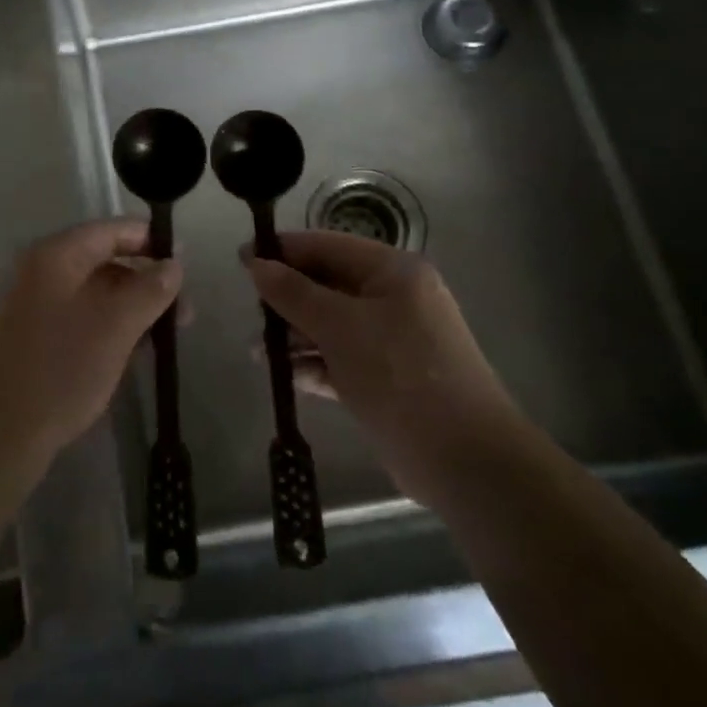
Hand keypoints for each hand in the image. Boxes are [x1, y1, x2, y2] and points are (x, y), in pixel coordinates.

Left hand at [0, 219, 182, 459]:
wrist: (4, 428)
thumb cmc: (63, 367)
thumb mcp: (117, 325)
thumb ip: (150, 289)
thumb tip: (174, 265)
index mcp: (56, 255)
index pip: (110, 230)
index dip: (150, 240)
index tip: (185, 261)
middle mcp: (42, 269)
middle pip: (104, 259)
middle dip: (146, 280)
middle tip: (184, 310)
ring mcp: (34, 302)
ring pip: (95, 291)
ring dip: (132, 305)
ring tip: (166, 334)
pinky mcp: (35, 333)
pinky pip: (81, 314)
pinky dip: (110, 323)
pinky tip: (135, 347)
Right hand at [243, 231, 517, 503]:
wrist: (464, 460)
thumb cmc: (399, 374)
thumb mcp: (340, 326)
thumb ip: (293, 293)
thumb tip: (255, 263)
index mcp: (393, 272)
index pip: (328, 246)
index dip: (284, 251)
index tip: (242, 260)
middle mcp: (395, 298)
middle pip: (328, 285)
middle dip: (287, 299)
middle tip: (251, 315)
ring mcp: (392, 340)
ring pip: (331, 325)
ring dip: (295, 336)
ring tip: (256, 352)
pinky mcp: (387, 378)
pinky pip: (341, 359)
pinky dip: (314, 364)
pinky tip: (286, 376)